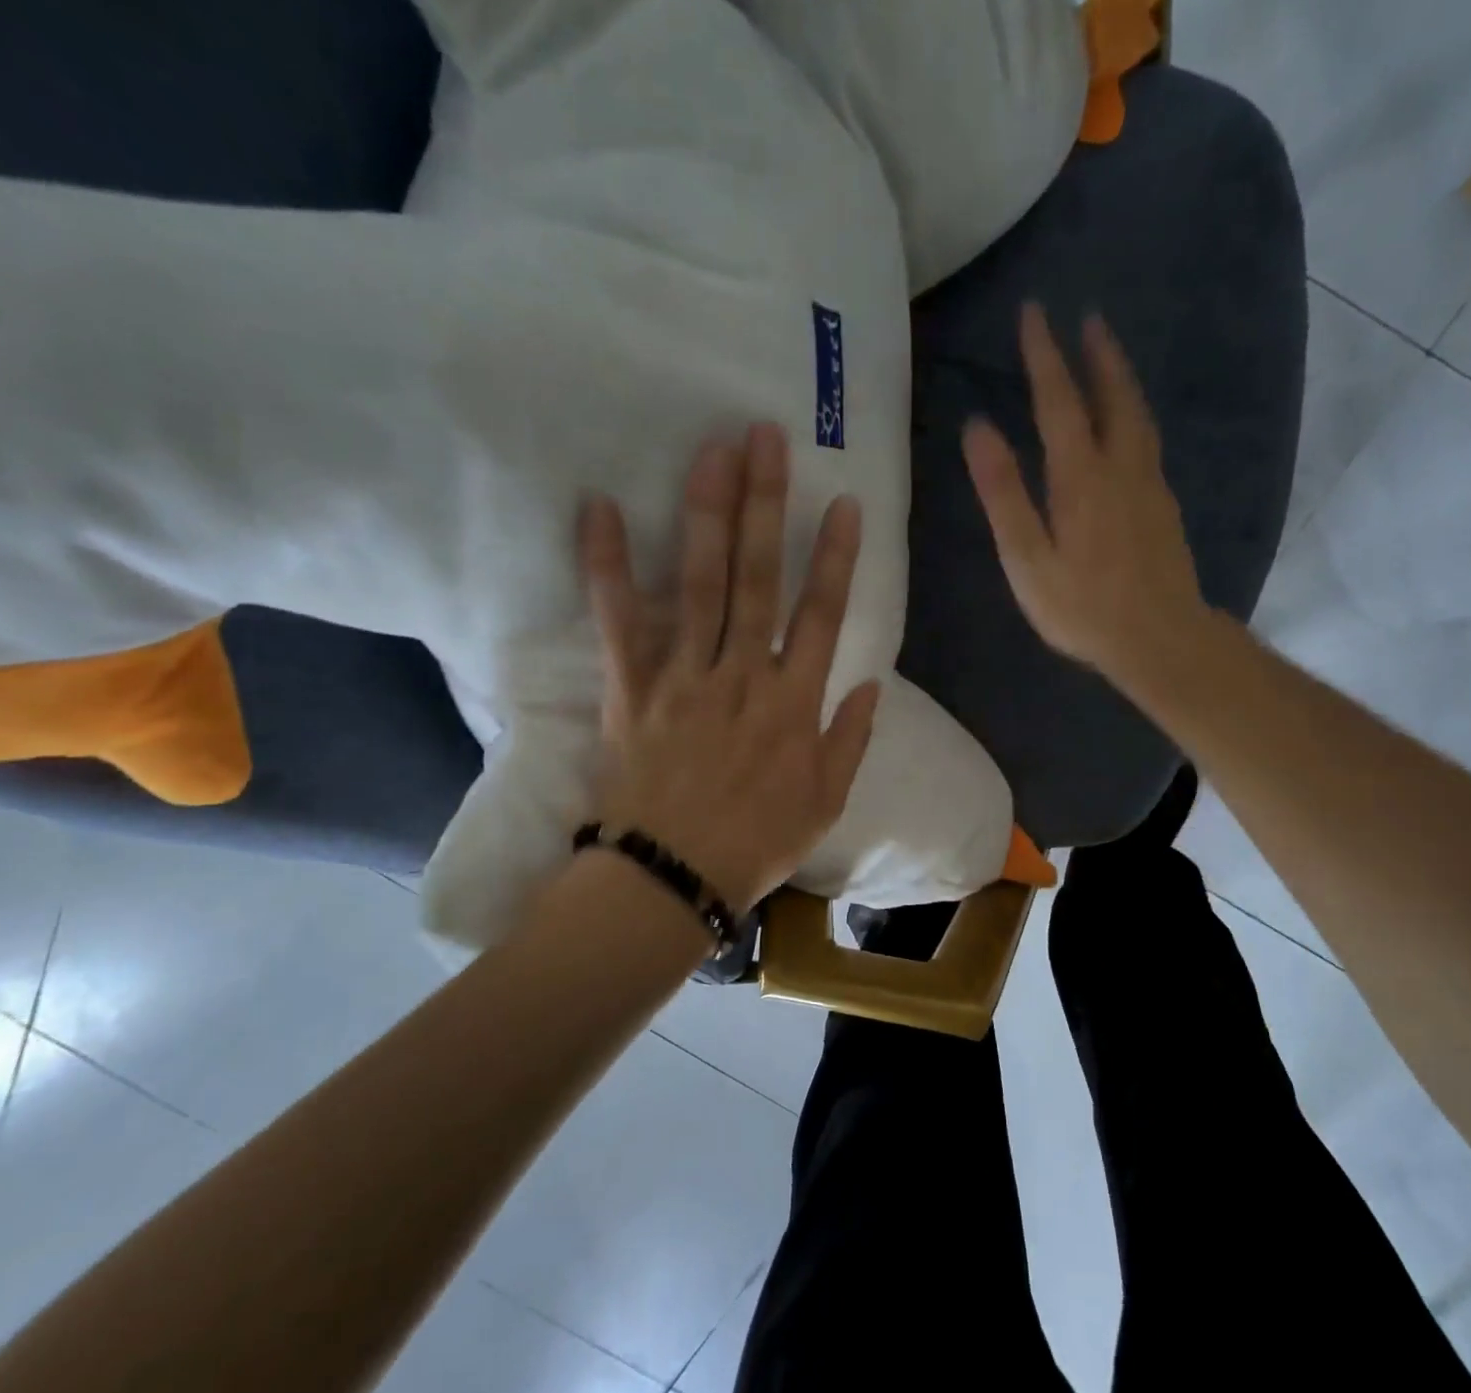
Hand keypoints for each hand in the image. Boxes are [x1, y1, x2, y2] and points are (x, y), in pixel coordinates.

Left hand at [579, 424, 879, 912]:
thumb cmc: (756, 843)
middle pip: (757, 578)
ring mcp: (683, 678)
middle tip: (764, 437)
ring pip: (699, 584)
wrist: (672, 877)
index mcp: (793, 704)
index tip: (843, 504)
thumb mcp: (826, 802)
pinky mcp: (630, 688)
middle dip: (765, 505)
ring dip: (706, 514)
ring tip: (712, 451)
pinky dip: (607, 564)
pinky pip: (618, 620)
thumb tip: (872, 683)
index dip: (835, 558)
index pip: (821, 616)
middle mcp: (741, 676)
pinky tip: (598, 506)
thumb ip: (851, 739)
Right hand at [963, 303, 1214, 703]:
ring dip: (1120, 378)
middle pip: (1112, 395)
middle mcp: (1121, 467)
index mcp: (1080, 476)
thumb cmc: (1082, 607)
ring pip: (1137, 415)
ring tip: (1108, 355)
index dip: (1044, 355)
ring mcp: (1149, 485)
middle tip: (1086, 316)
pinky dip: (1133, 413)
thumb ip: (1004, 493)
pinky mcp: (1164, 506)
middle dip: (1096, 353)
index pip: (1059, 400)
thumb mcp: (1027, 558)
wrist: (1160, 638)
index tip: (1034, 312)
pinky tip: (1128, 423)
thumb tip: (978, 427)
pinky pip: (1147, 441)